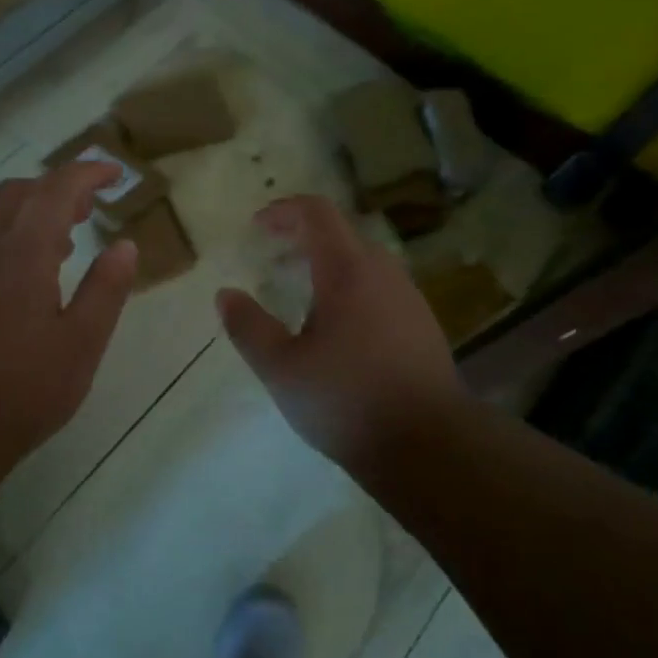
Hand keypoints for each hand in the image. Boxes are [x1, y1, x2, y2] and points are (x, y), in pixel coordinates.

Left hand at [0, 162, 137, 487]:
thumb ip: (105, 289)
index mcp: (22, 251)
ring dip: (27, 211)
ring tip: (60, 242)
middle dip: (56, 189)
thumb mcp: (81, 343)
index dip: (87, 173)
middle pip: (17, 192)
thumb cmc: (21, 388)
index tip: (114, 174)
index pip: (56, 189)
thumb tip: (124, 246)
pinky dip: (3, 235)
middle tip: (87, 209)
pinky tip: (16, 275)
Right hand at [217, 196, 467, 468]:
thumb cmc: (347, 400)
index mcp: (348, 270)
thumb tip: (225, 295)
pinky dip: (353, 289)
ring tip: (302, 296)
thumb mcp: (282, 368)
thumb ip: (248, 327)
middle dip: (303, 238)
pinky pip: (381, 289)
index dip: (284, 210)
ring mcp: (409, 298)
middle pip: (342, 234)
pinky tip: (340, 330)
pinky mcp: (423, 325)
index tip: (257, 227)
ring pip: (365, 263)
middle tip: (273, 262)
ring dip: (329, 265)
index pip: (317, 213)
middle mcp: (384, 272)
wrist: (431, 446)